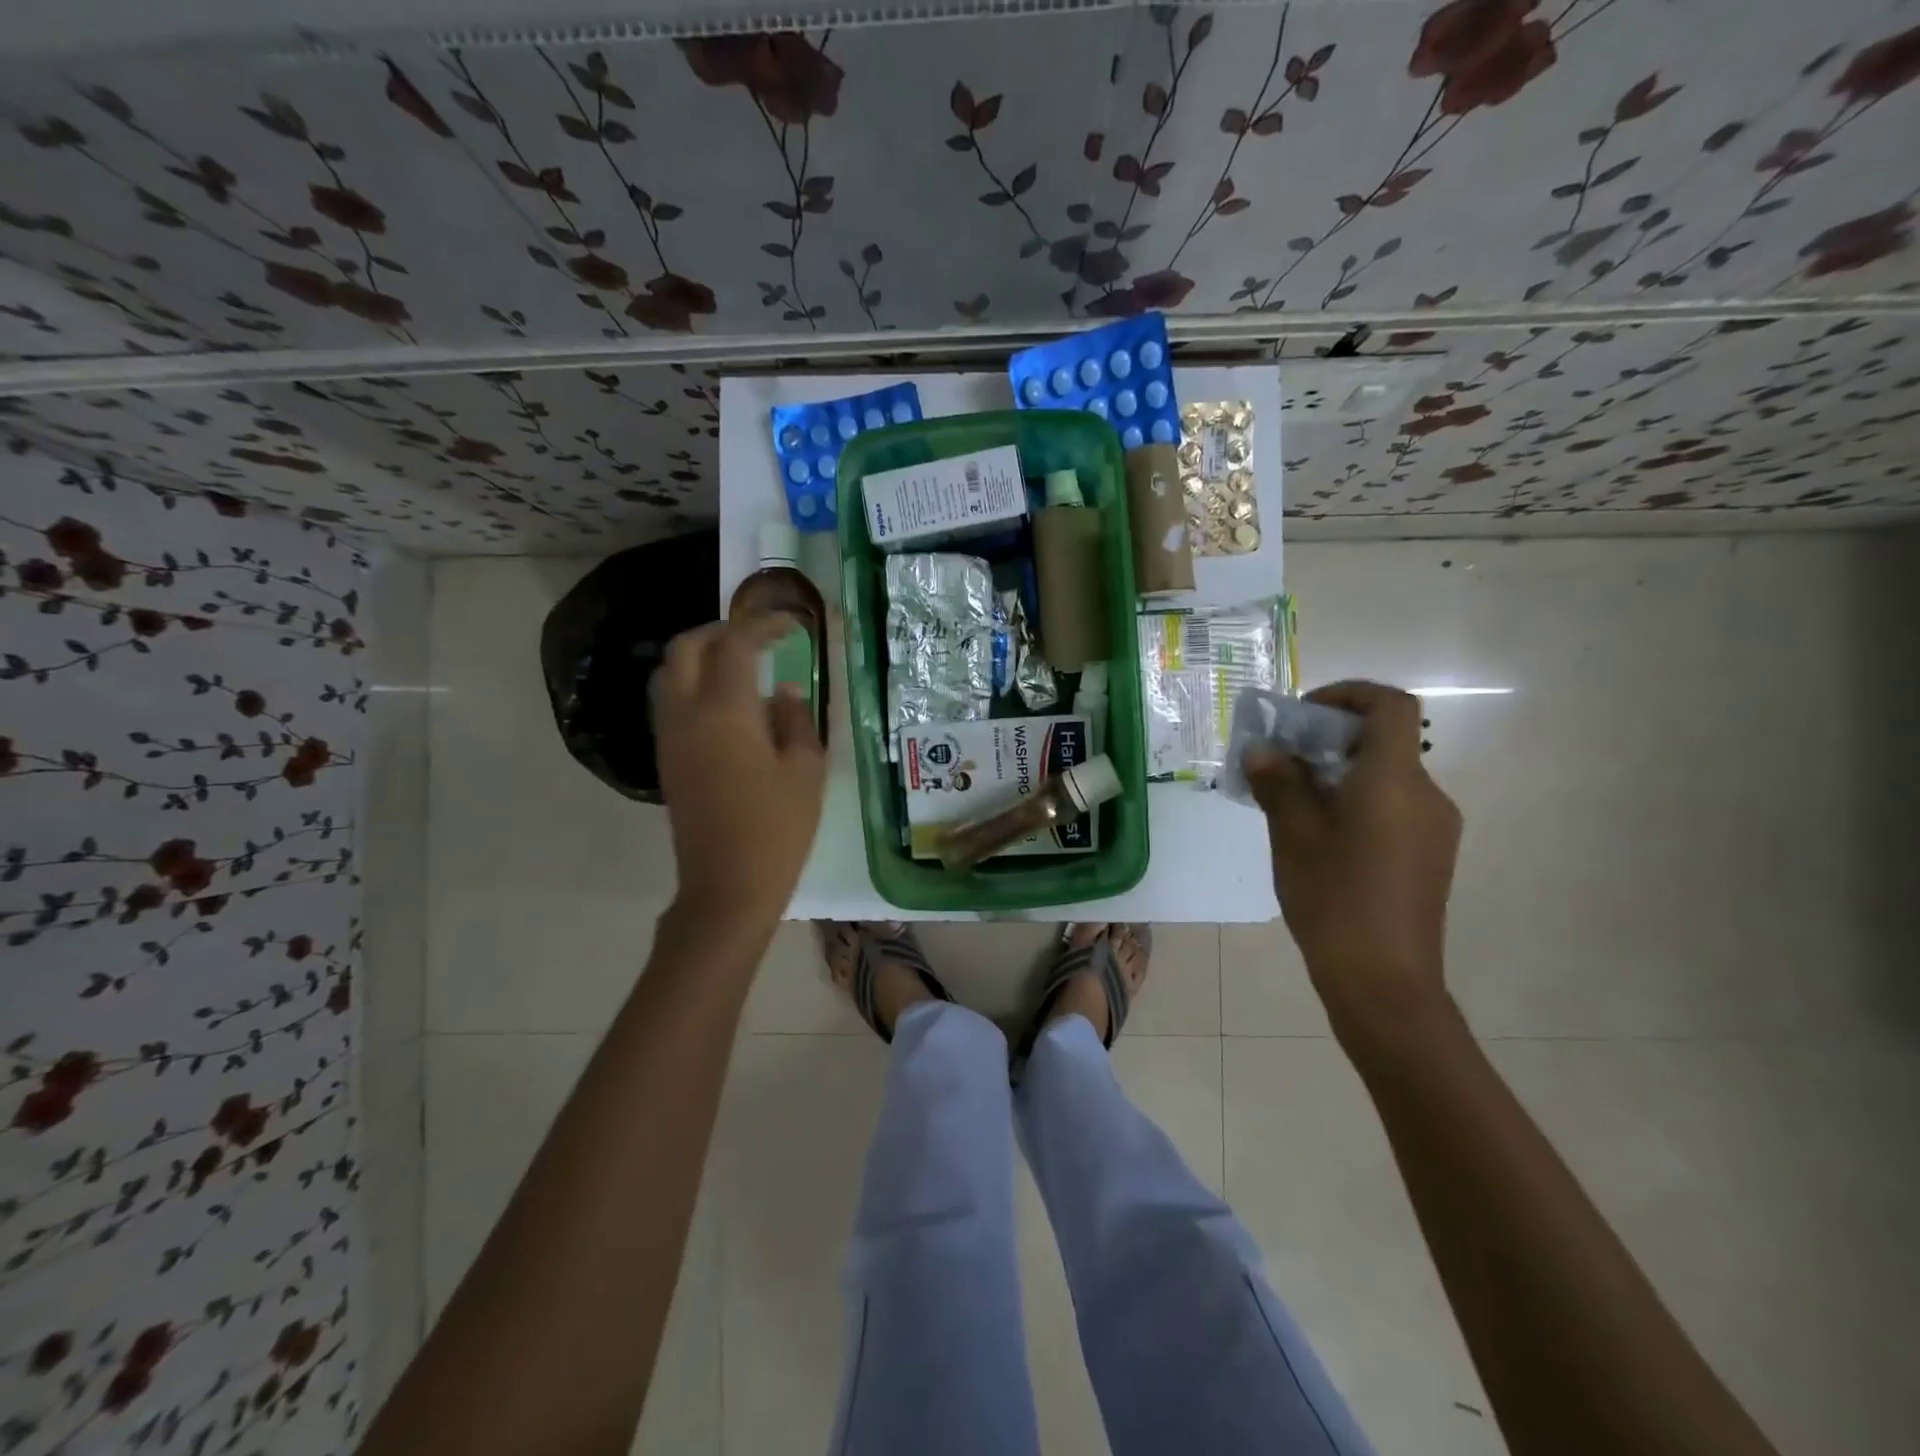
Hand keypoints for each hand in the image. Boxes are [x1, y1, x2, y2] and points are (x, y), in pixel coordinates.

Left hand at [652, 614, 826, 921]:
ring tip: (740, 663)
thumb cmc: (777, 828)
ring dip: (701, 655)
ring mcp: (670, 737)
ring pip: (670, 673)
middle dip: (721, 630)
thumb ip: (796, 719)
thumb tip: (784, 691)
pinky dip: (693, 683)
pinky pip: (671, 701)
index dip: (763, 626)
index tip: (792, 626)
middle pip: (686, 648)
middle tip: (758, 636)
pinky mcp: (667, 759)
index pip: (736, 644)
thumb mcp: (805, 770)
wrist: (728, 886)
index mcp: (725, 710)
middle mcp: (687, 714)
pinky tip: (727, 702)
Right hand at [1243, 681, 1461, 1039]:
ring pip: (1385, 778)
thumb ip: (1279, 784)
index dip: (1348, 694)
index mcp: (1394, 781)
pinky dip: (1355, 802)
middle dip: (1329, 740)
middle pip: (1384, 742)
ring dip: (1339, 774)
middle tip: (1281, 762)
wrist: (1385, 983)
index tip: (1303, 715)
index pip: (1390, 706)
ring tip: (1290, 803)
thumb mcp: (1293, 836)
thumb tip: (1263, 751)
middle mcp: (1426, 796)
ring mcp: (1434, 828)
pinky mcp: (1429, 856)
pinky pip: (1392, 808)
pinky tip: (1319, 837)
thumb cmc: (1335, 900)